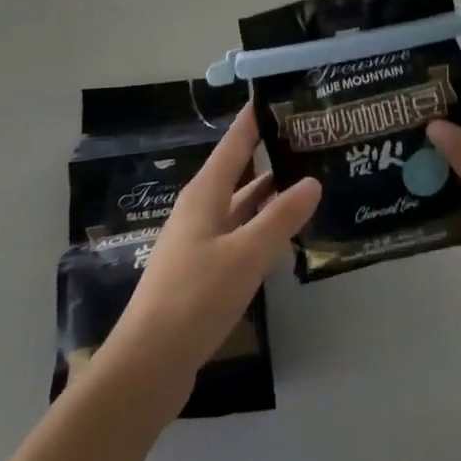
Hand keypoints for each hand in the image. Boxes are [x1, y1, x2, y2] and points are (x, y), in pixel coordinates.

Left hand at [96, 111, 320, 412]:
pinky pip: (238, 233)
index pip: (233, 143)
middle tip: (308, 137)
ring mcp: (199, 241)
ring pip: (240, 204)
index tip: (280, 94)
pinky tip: (284, 232)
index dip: (254, 118)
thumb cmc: (195, 298)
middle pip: (237, 171)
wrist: (148, 365)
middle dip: (268, 153)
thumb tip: (312, 180)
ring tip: (307, 177)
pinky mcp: (203, 270)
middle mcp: (200, 210)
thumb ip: (280, 217)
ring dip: (268, 191)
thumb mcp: (245, 255)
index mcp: (204, 195)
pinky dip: (261, 224)